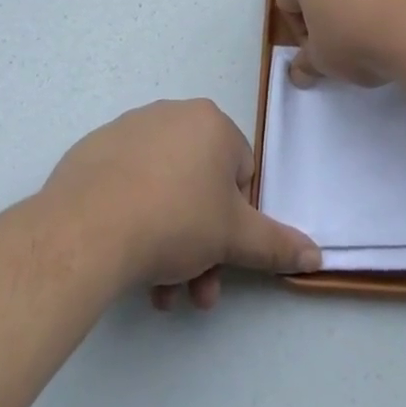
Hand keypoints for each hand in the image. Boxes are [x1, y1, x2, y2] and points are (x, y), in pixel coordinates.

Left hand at [42, 100, 320, 310]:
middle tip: (192, 290)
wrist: (88, 227)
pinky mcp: (93, 151)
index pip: (240, 172)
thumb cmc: (176, 220)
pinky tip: (125, 260)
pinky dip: (133, 219)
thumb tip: (317, 254)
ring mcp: (128, 129)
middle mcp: (172, 115)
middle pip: (199, 187)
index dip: (236, 220)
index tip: (222, 254)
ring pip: (163, 190)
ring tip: (157, 292)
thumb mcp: (234, 237)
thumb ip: (276, 244)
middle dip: (201, 244)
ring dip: (169, 242)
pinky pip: (126, 186)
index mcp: (210, 122)